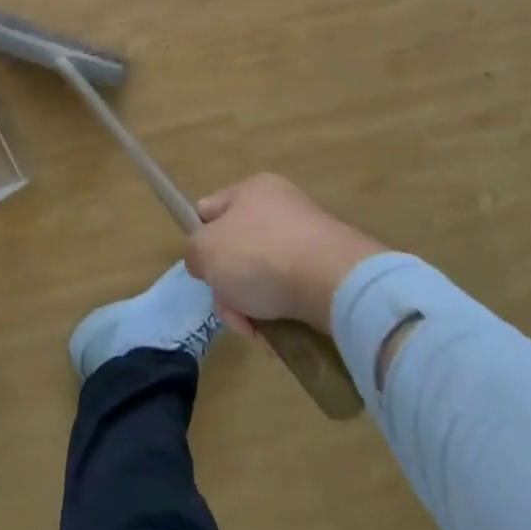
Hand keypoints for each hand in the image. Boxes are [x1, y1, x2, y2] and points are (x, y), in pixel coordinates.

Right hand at [185, 173, 385, 333]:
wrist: (336, 285)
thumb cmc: (261, 256)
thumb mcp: (206, 251)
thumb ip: (194, 253)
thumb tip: (206, 263)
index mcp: (252, 190)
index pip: (211, 209)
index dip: (200, 238)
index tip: (204, 269)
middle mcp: (282, 209)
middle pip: (237, 252)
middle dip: (229, 288)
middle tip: (233, 312)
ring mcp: (309, 241)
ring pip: (263, 279)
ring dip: (254, 310)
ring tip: (260, 335)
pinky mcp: (331, 273)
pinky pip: (293, 296)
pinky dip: (282, 318)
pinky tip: (282, 339)